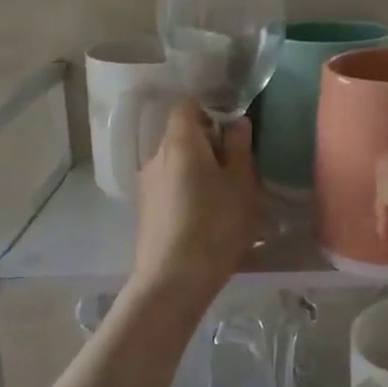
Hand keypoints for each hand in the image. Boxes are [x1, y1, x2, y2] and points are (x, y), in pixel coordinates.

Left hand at [129, 99, 259, 312]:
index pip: (188, 105)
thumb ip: (239, 147)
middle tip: (238, 167)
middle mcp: (156, 156)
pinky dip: (189, 191)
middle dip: (210, 144)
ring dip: (200, 171)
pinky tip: (207, 217)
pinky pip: (171, 187)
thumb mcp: (241, 183)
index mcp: (179, 142)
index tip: (234, 127)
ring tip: (226, 196)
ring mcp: (147, 185)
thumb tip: (236, 122)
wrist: (173, 281)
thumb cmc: (215, 224)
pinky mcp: (146, 211)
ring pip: (177, 164)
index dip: (211, 109)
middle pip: (182, 135)